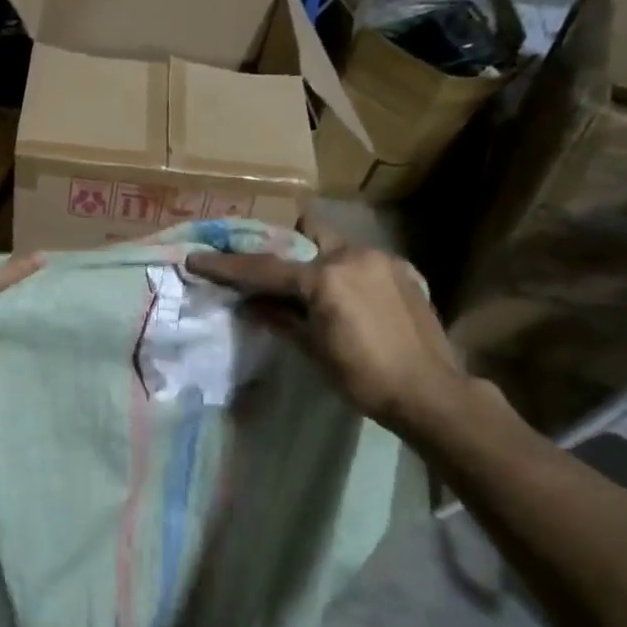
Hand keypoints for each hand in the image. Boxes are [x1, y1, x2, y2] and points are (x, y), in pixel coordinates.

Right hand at [185, 223, 471, 433]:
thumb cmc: (363, 378)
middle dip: (285, 247)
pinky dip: (344, 273)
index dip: (227, 266)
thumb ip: (279, 318)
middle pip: (306, 234)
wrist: (430, 391)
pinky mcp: (403, 270)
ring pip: (335, 245)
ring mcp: (382, 259)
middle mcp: (353, 256)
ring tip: (313, 295)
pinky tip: (348, 302)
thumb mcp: (312, 349)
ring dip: (317, 262)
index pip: (265, 268)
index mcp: (325, 278)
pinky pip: (360, 260)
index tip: (196, 259)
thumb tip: (250, 302)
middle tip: (272, 273)